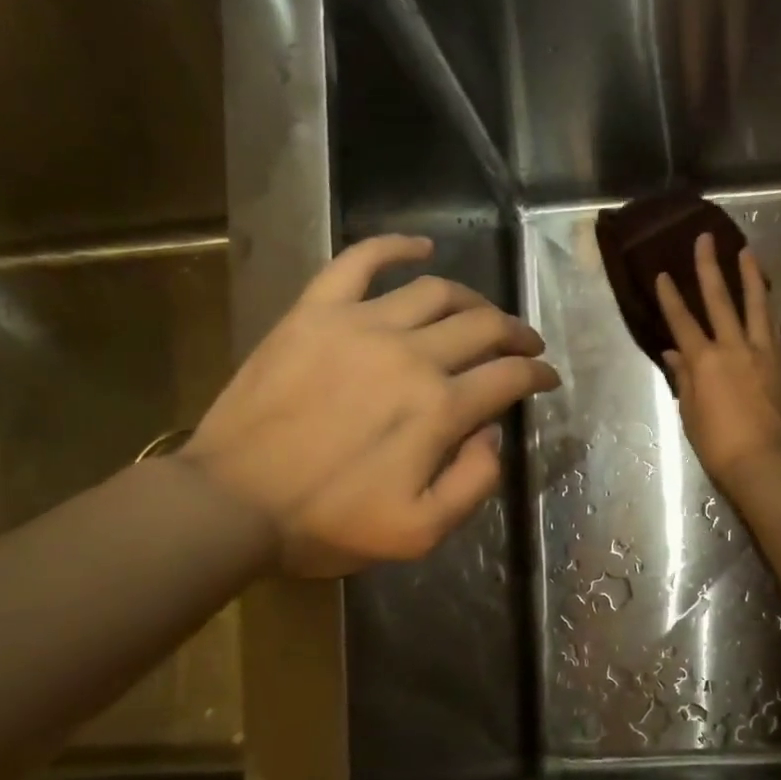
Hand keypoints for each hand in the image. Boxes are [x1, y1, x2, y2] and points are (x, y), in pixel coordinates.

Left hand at [183, 235, 558, 576]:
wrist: (232, 504)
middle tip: (527, 344)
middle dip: (516, 334)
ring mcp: (360, 325)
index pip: (509, 377)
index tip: (548, 378)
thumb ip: (474, 483)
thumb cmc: (329, 524)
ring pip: (436, 292)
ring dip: (473, 299)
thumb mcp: (421, 532)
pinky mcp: (315, 313)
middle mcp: (411, 356)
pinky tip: (420, 248)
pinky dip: (395, 248)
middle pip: (483, 327)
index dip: (538, 375)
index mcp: (440, 409)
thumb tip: (492, 434)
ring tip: (483, 313)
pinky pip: (359, 262)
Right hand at [655, 234, 780, 498]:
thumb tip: (674, 352)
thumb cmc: (716, 443)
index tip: (662, 273)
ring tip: (746, 252)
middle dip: (709, 267)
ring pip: (755, 305)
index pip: (682, 321)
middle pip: (719, 300)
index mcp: (704, 360)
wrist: (761, 461)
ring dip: (749, 276)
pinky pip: (773, 327)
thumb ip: (684, 377)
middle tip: (705, 239)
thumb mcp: (689, 411)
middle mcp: (733, 347)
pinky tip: (767, 298)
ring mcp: (760, 352)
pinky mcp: (778, 363)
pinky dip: (768, 308)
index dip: (670, 296)